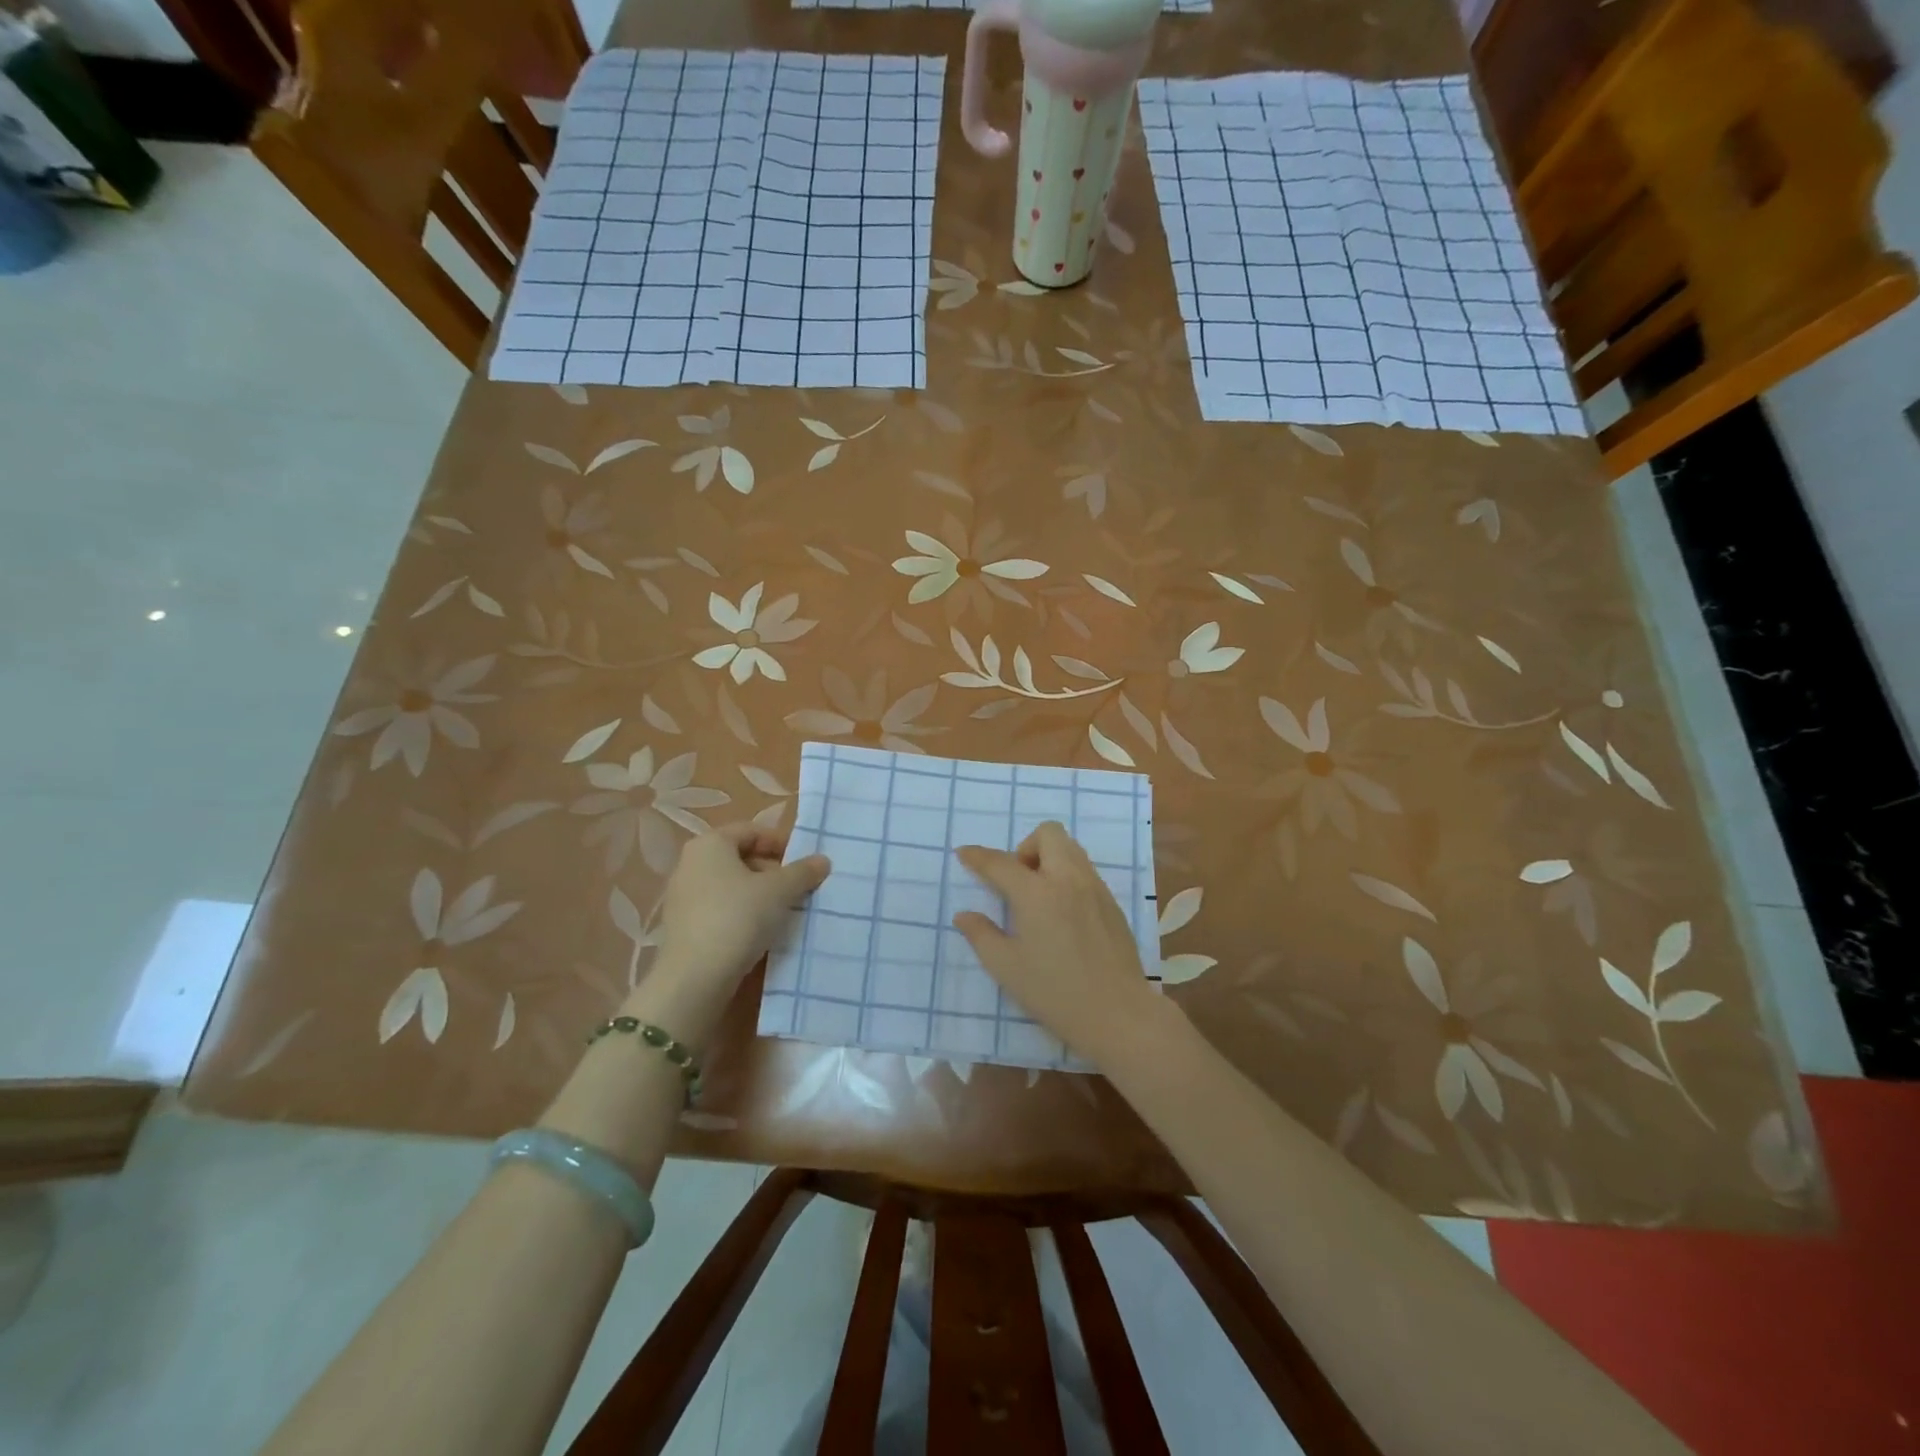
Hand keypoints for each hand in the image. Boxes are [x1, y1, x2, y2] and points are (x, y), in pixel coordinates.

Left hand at [641, 825, 829, 1029]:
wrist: (695, 977)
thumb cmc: (738, 917)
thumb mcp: (780, 891)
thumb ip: (803, 872)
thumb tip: (822, 860)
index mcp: (710, 844)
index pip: (751, 831)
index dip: (781, 843)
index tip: (803, 863)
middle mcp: (690, 863)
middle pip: (739, 857)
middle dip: (771, 870)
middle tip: (796, 889)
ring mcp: (682, 896)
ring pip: (730, 885)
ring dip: (758, 894)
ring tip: (783, 912)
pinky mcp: (682, 925)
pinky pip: (718, 908)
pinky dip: (740, 913)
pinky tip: (759, 932)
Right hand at [953, 821, 1165, 1065]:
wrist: (1119, 1013)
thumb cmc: (1056, 993)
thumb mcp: (1007, 968)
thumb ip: (982, 935)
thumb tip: (965, 915)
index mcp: (1037, 894)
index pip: (1000, 863)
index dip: (978, 856)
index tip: (964, 854)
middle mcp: (1068, 880)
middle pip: (1048, 834)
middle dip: (1025, 847)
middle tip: (1016, 882)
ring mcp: (1095, 888)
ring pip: (1071, 848)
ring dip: (1048, 858)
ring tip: (1038, 896)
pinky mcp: (1112, 902)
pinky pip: (1085, 870)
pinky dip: (1067, 876)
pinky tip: (1062, 913)